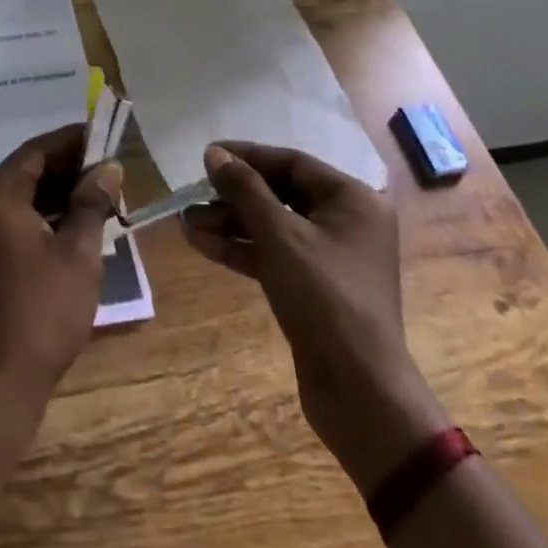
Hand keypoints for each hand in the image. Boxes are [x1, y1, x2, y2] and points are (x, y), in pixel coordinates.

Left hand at [0, 124, 121, 407]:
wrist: (2, 380)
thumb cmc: (44, 310)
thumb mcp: (78, 252)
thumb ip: (91, 203)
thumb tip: (108, 167)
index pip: (36, 151)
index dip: (71, 140)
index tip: (103, 135)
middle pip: (27, 171)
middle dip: (68, 166)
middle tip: (108, 167)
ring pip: (22, 196)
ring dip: (58, 191)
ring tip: (100, 193)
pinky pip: (16, 219)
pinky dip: (45, 214)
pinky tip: (76, 223)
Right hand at [182, 141, 447, 491]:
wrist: (360, 393)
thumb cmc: (325, 299)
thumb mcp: (280, 236)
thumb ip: (245, 189)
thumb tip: (215, 153)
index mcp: (353, 200)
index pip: (293, 163)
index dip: (248, 156)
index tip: (208, 155)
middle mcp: (346, 223)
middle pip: (281, 194)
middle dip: (234, 195)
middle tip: (193, 194)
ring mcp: (330, 258)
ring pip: (273, 226)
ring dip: (231, 223)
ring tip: (186, 222)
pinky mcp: (314, 289)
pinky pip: (274, 255)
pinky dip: (242, 249)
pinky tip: (201, 244)